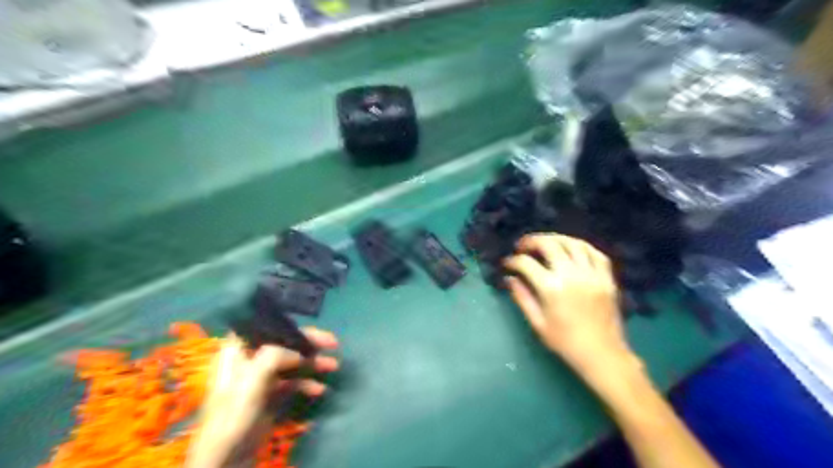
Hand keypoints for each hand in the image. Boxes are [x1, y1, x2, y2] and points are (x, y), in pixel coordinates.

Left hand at [184, 327, 336, 466]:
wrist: (226, 458)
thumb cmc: (234, 414)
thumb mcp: (252, 380)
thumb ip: (275, 356)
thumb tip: (300, 352)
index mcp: (239, 350)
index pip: (268, 327)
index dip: (292, 326)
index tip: (314, 331)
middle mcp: (251, 359)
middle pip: (285, 343)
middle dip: (310, 344)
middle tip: (334, 343)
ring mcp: (262, 378)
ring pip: (292, 362)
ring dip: (313, 363)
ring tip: (334, 366)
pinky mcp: (270, 395)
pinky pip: (293, 382)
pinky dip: (307, 384)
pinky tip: (320, 389)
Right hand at [504, 235, 636, 381]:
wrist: (601, 354)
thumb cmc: (565, 342)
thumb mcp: (538, 323)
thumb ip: (522, 297)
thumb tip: (510, 279)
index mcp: (551, 288)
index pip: (526, 263)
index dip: (513, 260)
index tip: (508, 263)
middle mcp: (571, 275)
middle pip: (549, 244)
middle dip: (532, 241)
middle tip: (523, 246)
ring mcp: (592, 274)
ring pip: (573, 243)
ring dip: (556, 239)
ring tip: (545, 243)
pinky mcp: (606, 278)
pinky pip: (595, 253)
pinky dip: (581, 246)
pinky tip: (572, 249)